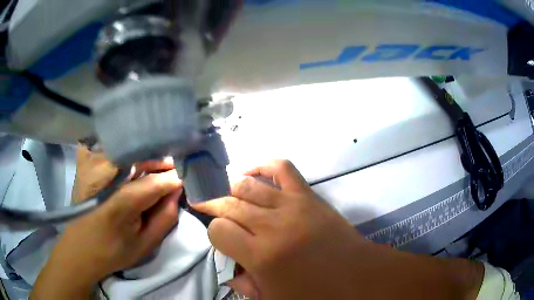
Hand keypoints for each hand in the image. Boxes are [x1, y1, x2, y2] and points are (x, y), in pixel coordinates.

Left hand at [31, 147, 181, 298]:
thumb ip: (164, 218)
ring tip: (159, 170)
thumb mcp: (145, 245)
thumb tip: (177, 192)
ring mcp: (95, 167)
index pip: (156, 181)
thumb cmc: (113, 252)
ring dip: (147, 158)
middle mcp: (107, 177)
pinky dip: (132, 156)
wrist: (80, 248)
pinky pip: (116, 153)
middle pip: (142, 159)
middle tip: (174, 174)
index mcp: (122, 202)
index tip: (187, 181)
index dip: (175, 178)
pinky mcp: (89, 165)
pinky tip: (138, 167)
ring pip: (129, 151)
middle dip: (162, 164)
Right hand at [195, 160, 483, 299]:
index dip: (213, 233)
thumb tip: (231, 271)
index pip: (218, 230)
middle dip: (215, 205)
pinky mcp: (309, 196)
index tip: (220, 239)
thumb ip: (247, 286)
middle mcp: (272, 225)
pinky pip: (283, 168)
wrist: (359, 277)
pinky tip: (252, 172)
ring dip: (233, 189)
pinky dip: (263, 165)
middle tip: (211, 211)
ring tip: (230, 197)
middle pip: (228, 202)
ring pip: (247, 184)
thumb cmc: (317, 296)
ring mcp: (292, 205)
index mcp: (261, 255)